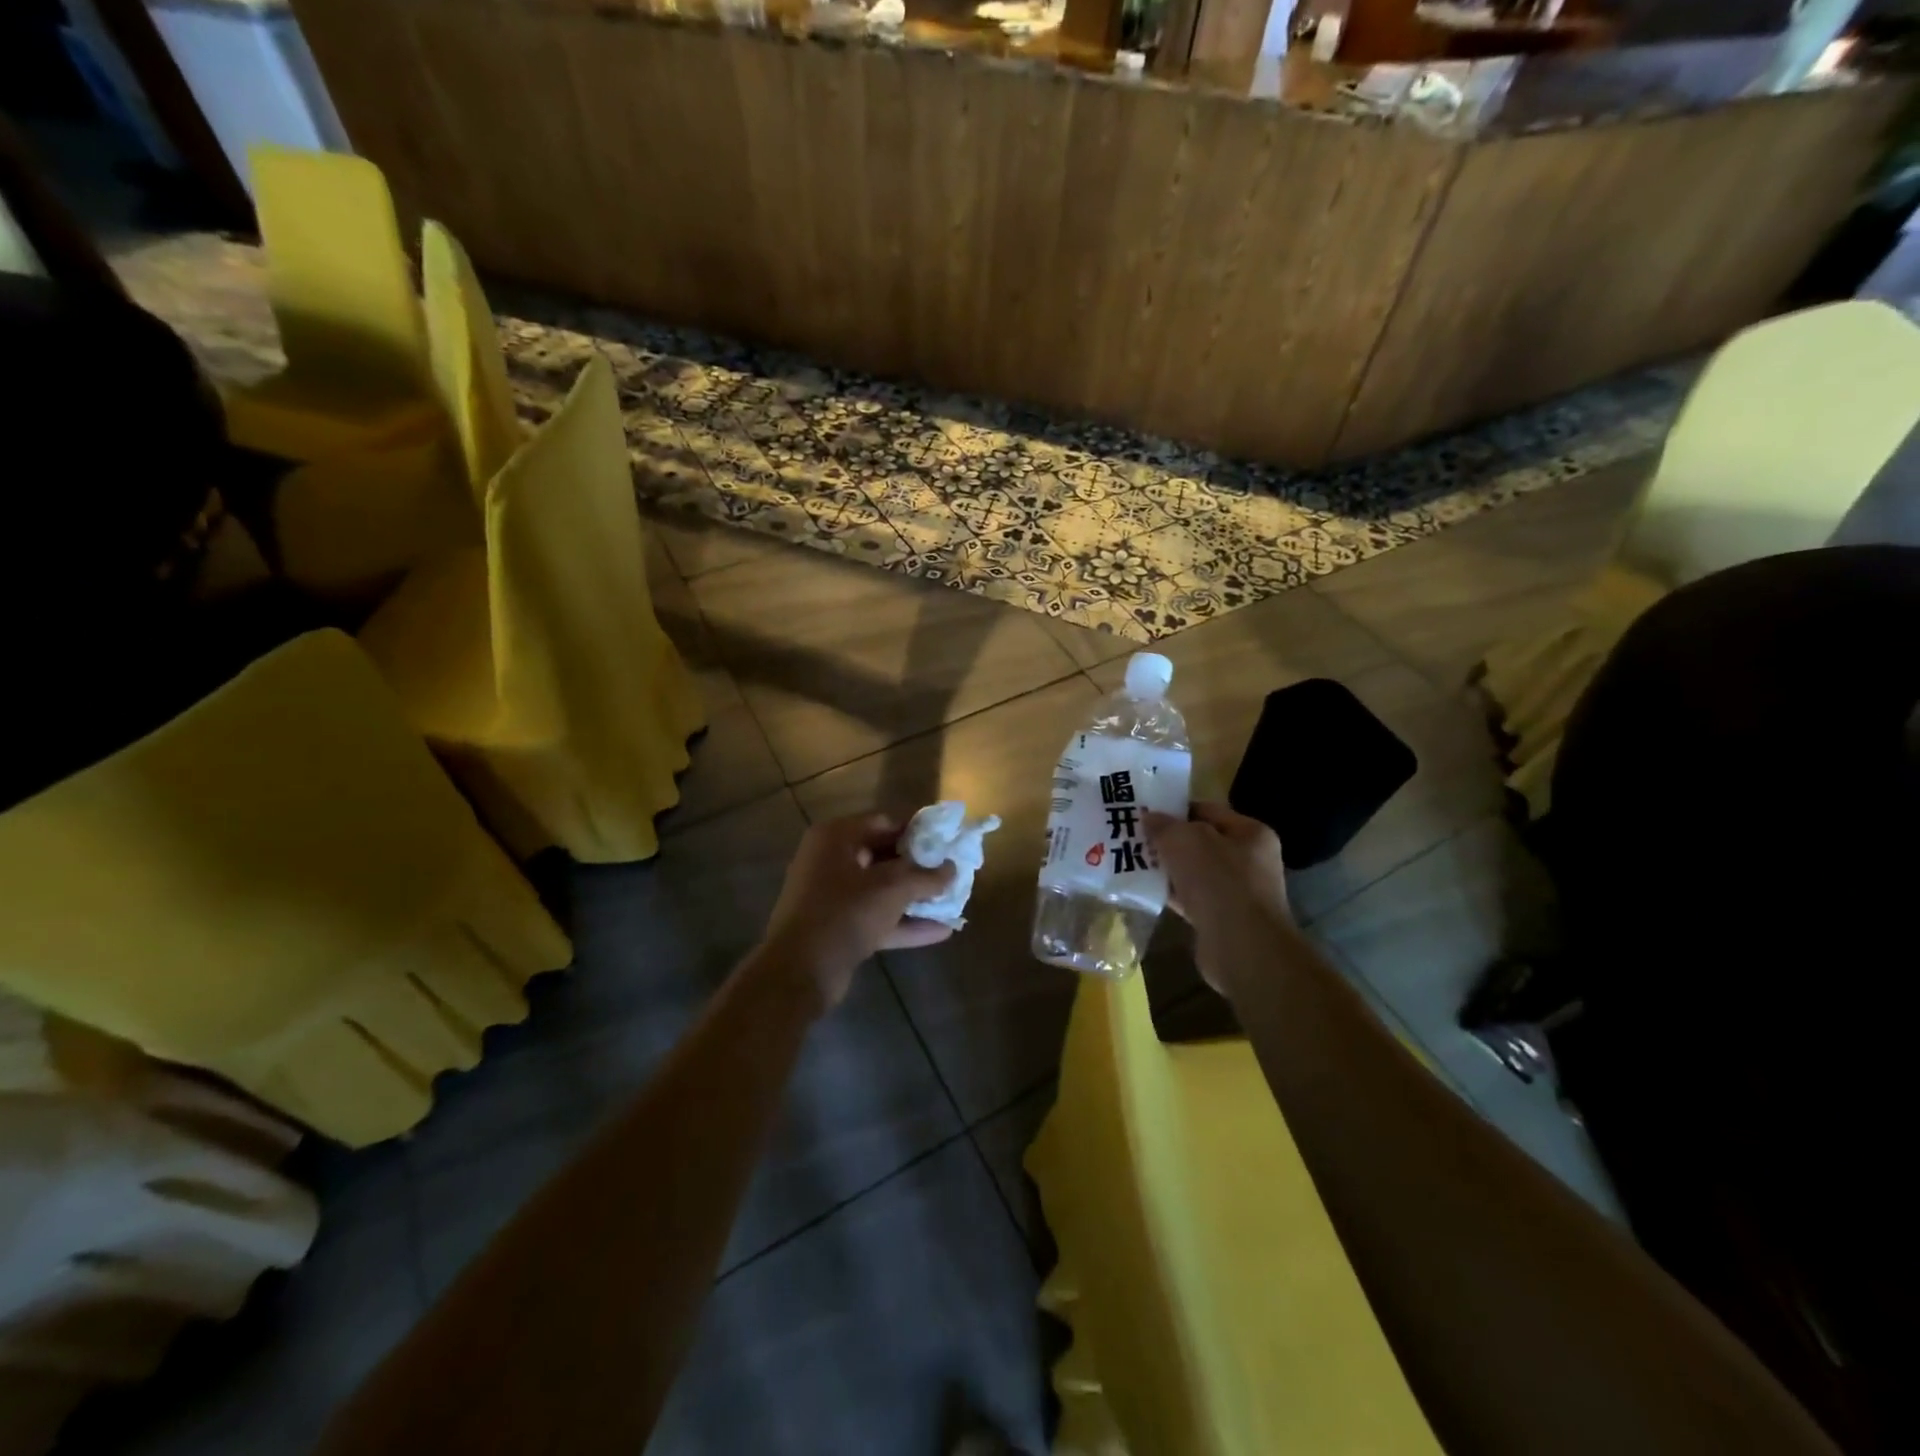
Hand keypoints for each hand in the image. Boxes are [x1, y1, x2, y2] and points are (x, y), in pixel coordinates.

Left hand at [754, 813, 956, 1010]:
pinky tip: (941, 931)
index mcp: (836, 837)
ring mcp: (833, 896)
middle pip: (884, 855)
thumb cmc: (845, 912)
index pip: (885, 822)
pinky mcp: (838, 927)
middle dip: (920, 866)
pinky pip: (877, 917)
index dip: (919, 831)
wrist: (799, 971)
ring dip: (915, 896)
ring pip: (882, 889)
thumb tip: (952, 869)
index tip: (948, 841)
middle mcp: (831, 860)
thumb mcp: (892, 888)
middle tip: (953, 871)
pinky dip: (904, 922)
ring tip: (953, 900)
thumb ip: (925, 876)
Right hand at [1146, 802, 1291, 996]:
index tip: (1144, 811)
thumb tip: (1149, 818)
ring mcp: (1236, 892)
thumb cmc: (1219, 881)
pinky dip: (1170, 893)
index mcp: (1250, 833)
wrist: (1241, 947)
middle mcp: (1249, 860)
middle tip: (1133, 836)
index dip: (1176, 808)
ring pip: (1193, 871)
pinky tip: (1145, 890)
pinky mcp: (1221, 919)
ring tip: (1132, 861)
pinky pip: (1190, 898)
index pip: (1208, 811)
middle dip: (1168, 840)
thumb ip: (1165, 825)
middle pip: (1200, 842)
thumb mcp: (1185, 840)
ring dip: (1167, 868)